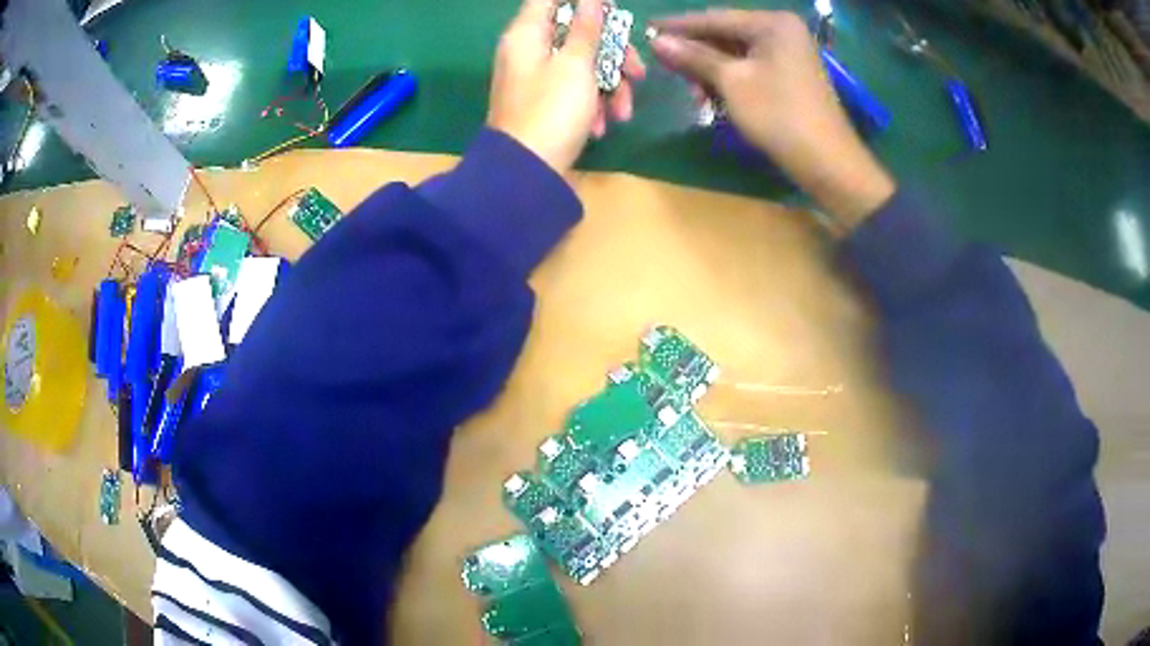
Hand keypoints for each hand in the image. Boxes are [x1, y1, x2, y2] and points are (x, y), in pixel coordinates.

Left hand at [488, 0, 645, 175]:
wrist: (527, 173)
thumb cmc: (552, 110)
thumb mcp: (576, 64)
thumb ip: (587, 28)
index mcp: (528, 34)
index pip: (549, 0)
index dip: (582, 3)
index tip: (610, 12)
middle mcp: (529, 51)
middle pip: (577, 34)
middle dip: (613, 53)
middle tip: (637, 72)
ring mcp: (536, 79)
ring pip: (582, 65)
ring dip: (609, 86)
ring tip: (622, 111)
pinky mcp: (544, 104)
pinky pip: (574, 90)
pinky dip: (591, 104)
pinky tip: (602, 126)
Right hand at [650, 10, 894, 226]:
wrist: (827, 162)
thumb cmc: (778, 115)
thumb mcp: (731, 82)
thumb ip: (694, 57)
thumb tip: (656, 40)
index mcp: (772, 23)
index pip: (715, 18)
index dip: (679, 26)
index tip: (646, 29)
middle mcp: (782, 31)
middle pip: (726, 34)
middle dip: (695, 53)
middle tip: (664, 65)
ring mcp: (789, 54)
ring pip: (736, 54)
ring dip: (710, 71)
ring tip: (692, 93)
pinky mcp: (790, 76)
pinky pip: (751, 68)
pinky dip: (730, 80)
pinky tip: (712, 97)